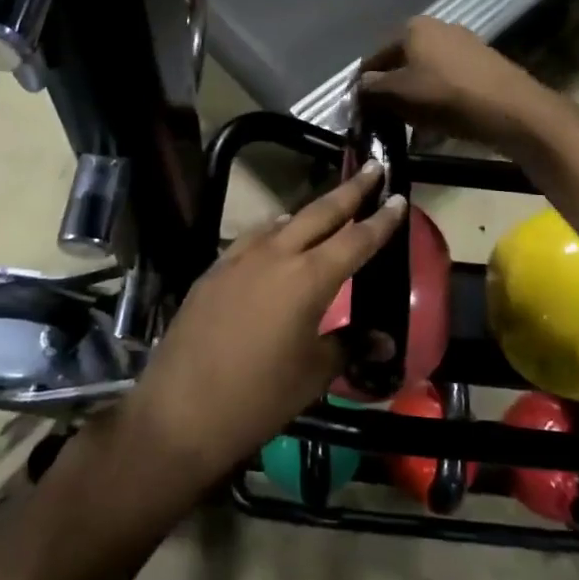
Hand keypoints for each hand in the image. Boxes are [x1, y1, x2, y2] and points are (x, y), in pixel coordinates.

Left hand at [124, 165, 406, 490]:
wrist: (180, 411)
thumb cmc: (258, 397)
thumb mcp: (313, 374)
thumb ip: (349, 345)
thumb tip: (384, 339)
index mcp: (308, 279)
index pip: (355, 240)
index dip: (380, 220)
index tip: (399, 197)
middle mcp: (275, 256)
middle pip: (319, 213)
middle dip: (349, 191)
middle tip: (371, 168)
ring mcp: (239, 259)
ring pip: (282, 222)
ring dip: (309, 212)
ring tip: (327, 209)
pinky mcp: (214, 271)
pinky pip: (252, 239)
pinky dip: (273, 232)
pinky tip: (275, 239)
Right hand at [359, 18, 566, 148]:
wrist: (511, 109)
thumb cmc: (446, 96)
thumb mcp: (398, 94)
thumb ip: (372, 88)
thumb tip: (360, 86)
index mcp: (412, 27)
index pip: (375, 57)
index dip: (364, 85)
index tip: (360, 111)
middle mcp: (437, 27)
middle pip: (402, 62)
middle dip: (391, 91)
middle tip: (385, 119)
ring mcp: (464, 43)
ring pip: (426, 73)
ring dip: (414, 97)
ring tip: (412, 125)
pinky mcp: (483, 63)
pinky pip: (449, 81)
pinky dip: (438, 98)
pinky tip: (438, 121)